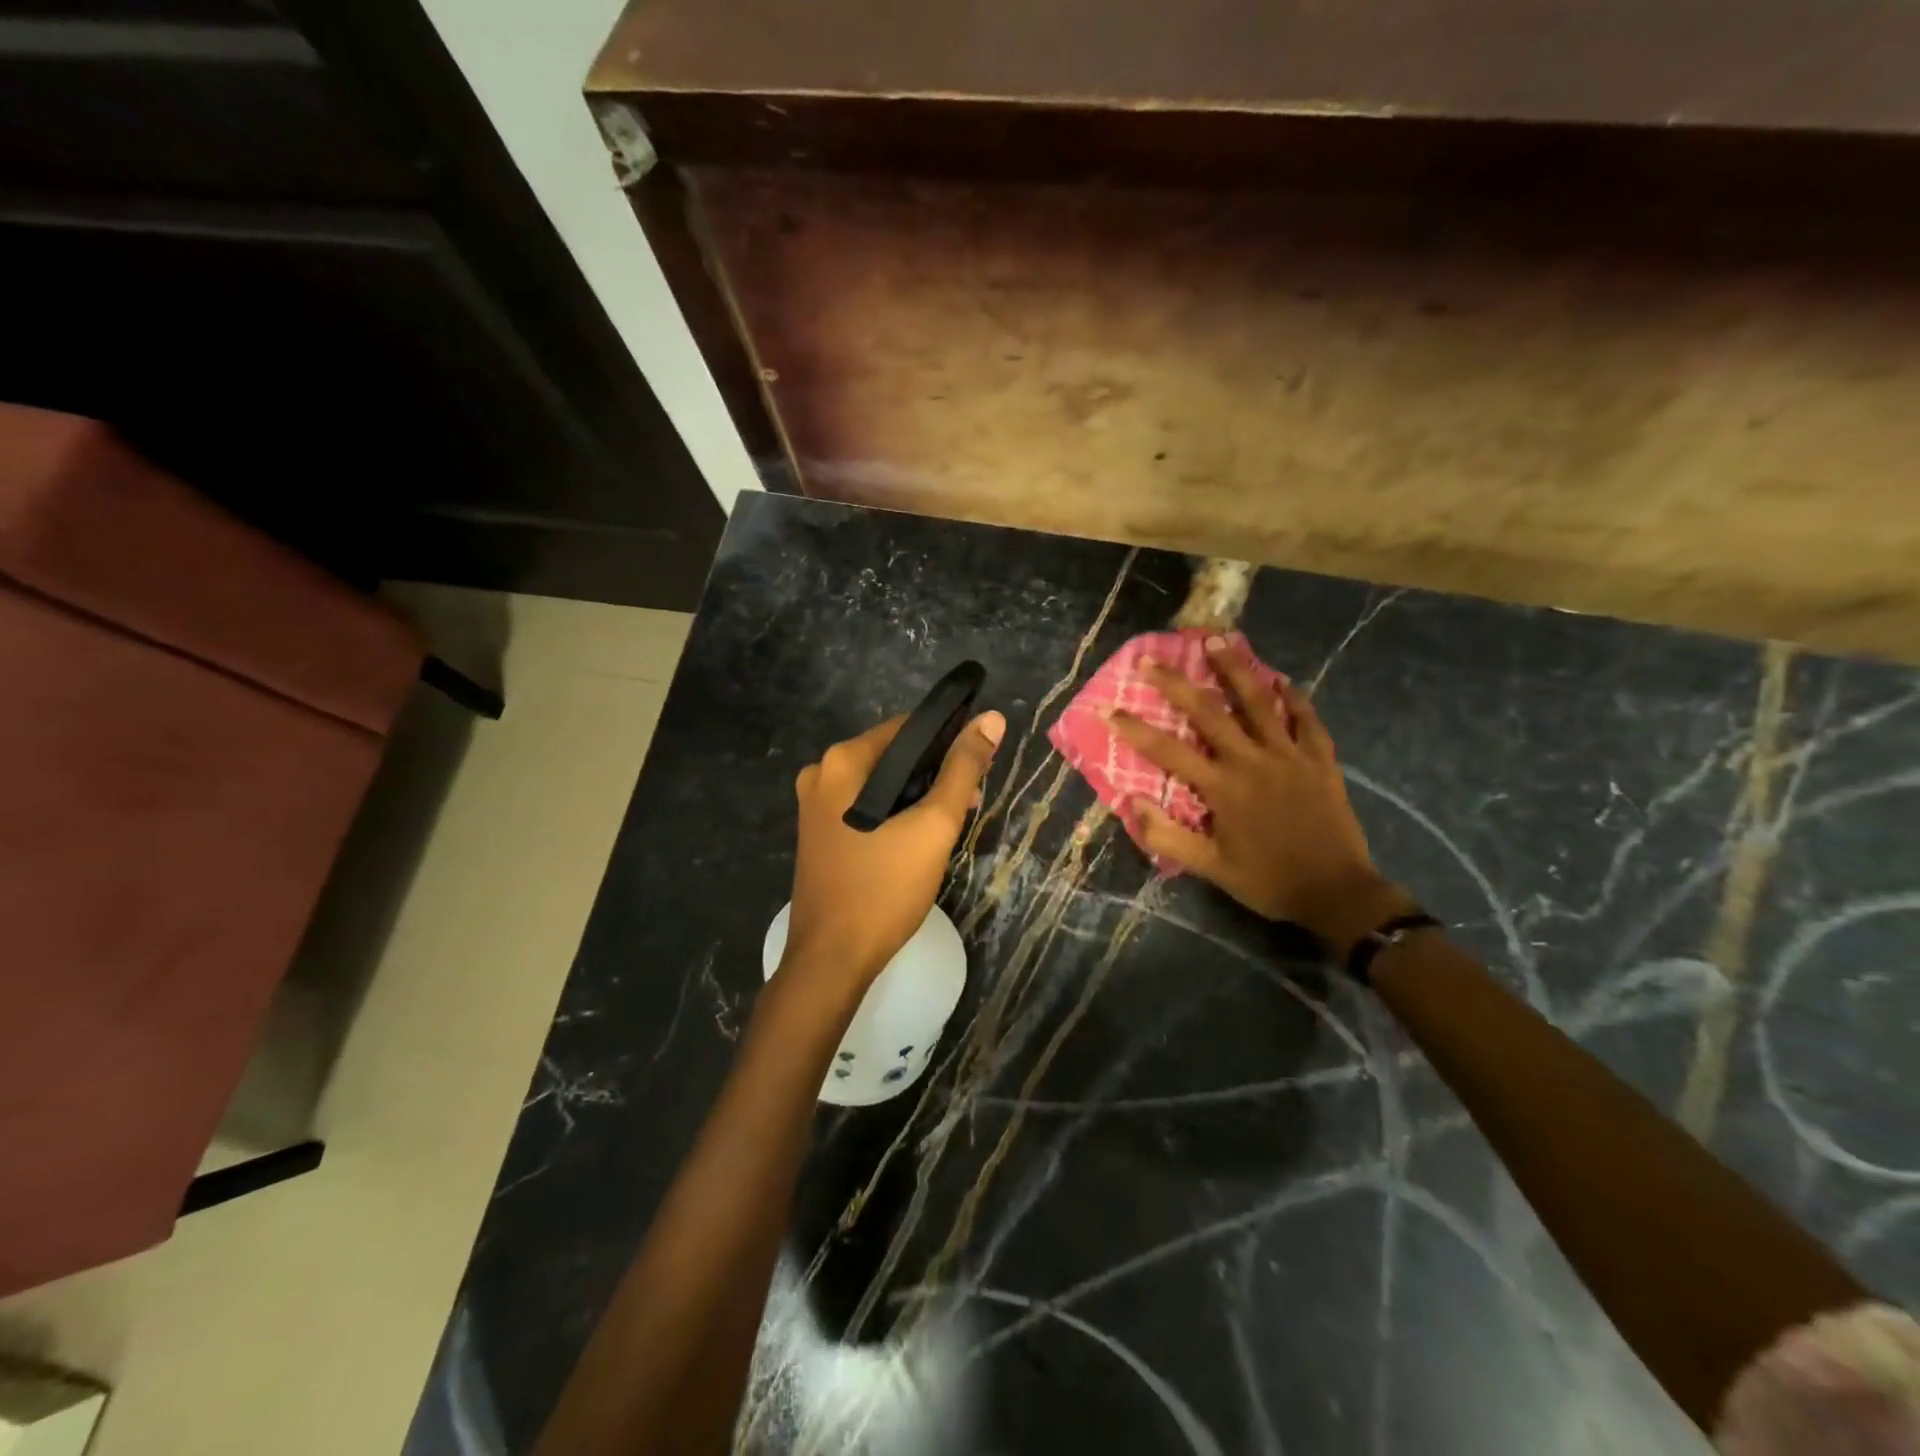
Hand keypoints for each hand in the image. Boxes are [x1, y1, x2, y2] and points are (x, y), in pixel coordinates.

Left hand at [784, 710, 1004, 987]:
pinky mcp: (817, 832)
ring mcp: (814, 804)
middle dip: (935, 772)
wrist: (832, 959)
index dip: (950, 740)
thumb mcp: (933, 826)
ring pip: (880, 783)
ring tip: (952, 821)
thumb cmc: (884, 888)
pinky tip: (918, 836)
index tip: (981, 766)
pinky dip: (893, 812)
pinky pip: (864, 805)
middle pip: (893, 755)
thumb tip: (991, 719)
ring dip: (917, 795)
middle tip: (971, 802)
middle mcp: (821, 772)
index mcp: (843, 760)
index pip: (908, 727)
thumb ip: (963, 769)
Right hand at [1110, 638, 1409, 953]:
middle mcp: (1252, 761)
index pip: (1168, 751)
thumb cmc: (1267, 881)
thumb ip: (1169, 836)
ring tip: (1217, 639)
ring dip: (1235, 669)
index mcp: (1222, 788)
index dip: (1135, 729)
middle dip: (1175, 683)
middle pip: (1209, 713)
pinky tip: (1281, 679)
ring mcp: (1290, 755)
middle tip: (1150, 658)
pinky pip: (1307, 720)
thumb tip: (1132, 802)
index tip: (1108, 708)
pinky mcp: (1320, 759)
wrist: (1337, 893)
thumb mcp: (1211, 868)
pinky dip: (1294, 698)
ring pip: (1259, 702)